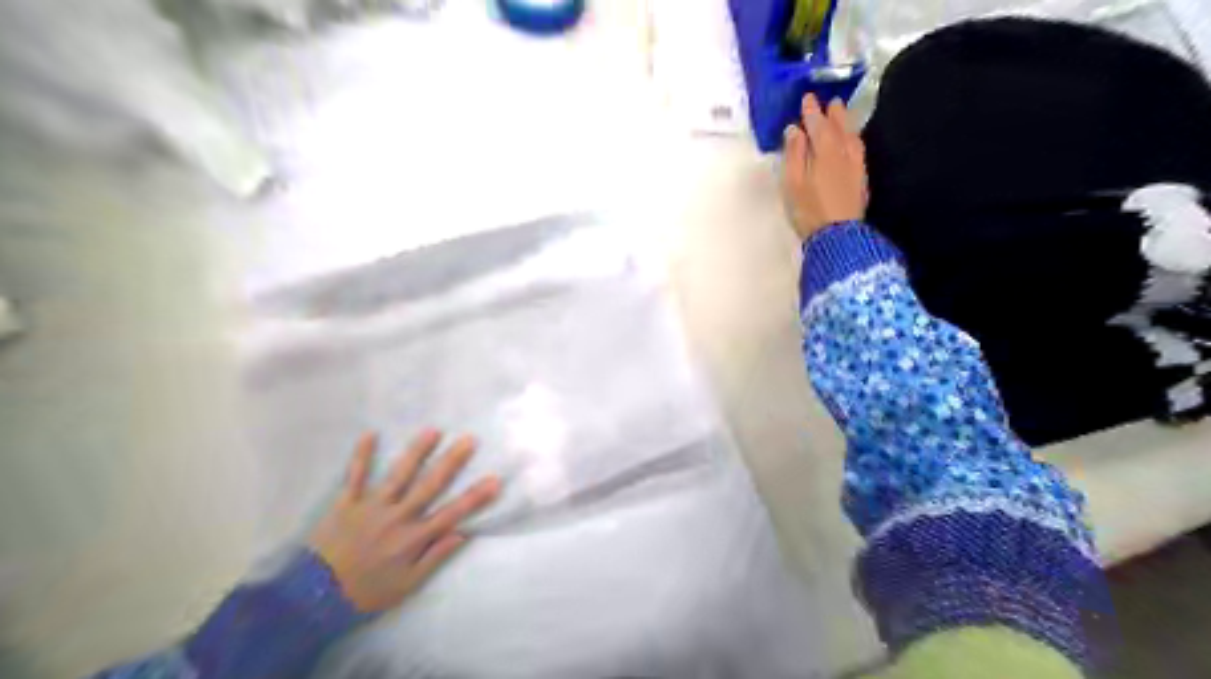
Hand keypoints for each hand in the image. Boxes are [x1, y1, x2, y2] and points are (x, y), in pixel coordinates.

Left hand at [312, 429, 507, 613]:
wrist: (313, 600)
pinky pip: (354, 476)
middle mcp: (397, 517)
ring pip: (398, 475)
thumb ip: (434, 558)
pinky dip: (362, 456)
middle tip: (469, 440)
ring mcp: (371, 507)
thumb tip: (462, 533)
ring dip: (416, 452)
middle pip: (430, 486)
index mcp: (413, 539)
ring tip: (433, 430)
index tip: (495, 479)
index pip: (452, 513)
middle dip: (452, 462)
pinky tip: (370, 434)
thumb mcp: (406, 585)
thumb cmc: (365, 594)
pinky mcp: (345, 504)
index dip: (475, 497)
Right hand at [781, 93, 864, 241]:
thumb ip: (794, 154)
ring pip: (852, 137)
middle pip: (839, 127)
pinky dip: (853, 139)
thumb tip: (795, 130)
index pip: (818, 125)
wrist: (837, 235)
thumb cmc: (809, 209)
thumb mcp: (792, 182)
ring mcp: (855, 166)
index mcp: (825, 151)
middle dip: (834, 113)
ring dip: (846, 124)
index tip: (807, 99)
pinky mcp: (861, 179)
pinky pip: (858, 149)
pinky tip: (851, 142)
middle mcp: (844, 153)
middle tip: (830, 102)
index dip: (812, 111)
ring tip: (841, 117)